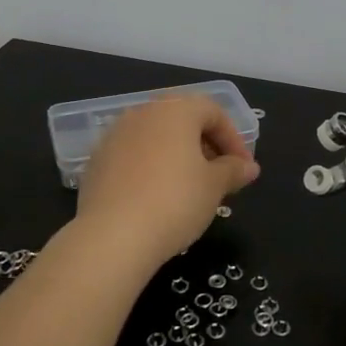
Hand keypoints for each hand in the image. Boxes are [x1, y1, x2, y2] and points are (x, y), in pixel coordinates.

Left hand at [74, 97, 260, 272]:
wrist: (112, 236)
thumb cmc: (174, 202)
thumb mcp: (214, 187)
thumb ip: (233, 170)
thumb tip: (248, 167)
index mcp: (175, 110)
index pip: (213, 111)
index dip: (233, 139)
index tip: (243, 169)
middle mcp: (143, 112)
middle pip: (182, 119)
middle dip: (204, 144)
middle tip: (219, 175)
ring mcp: (115, 135)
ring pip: (155, 136)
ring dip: (177, 155)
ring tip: (189, 188)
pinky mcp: (97, 160)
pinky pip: (133, 155)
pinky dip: (150, 168)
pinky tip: (156, 197)